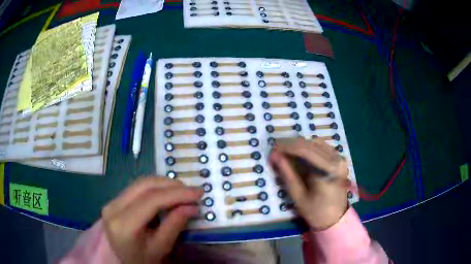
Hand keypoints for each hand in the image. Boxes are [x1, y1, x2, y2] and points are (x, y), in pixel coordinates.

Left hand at [101, 177, 202, 263]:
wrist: (121, 260)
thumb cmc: (142, 260)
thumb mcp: (161, 248)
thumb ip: (174, 225)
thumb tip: (192, 206)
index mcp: (123, 225)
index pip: (151, 200)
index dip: (176, 194)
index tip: (198, 193)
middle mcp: (113, 208)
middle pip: (144, 186)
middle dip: (171, 185)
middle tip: (192, 191)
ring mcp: (112, 202)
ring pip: (140, 183)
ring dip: (164, 184)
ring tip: (182, 191)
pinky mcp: (114, 200)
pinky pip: (136, 188)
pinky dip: (155, 188)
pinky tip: (167, 193)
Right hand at [269, 138, 348, 229]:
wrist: (336, 219)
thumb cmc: (316, 212)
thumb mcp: (298, 196)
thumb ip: (287, 174)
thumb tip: (274, 156)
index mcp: (328, 170)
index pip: (305, 150)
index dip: (286, 147)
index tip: (272, 149)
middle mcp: (337, 159)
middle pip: (310, 144)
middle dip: (290, 145)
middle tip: (275, 149)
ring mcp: (339, 158)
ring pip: (315, 143)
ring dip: (299, 145)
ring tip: (285, 152)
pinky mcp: (339, 159)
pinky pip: (321, 147)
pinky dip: (308, 148)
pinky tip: (299, 154)